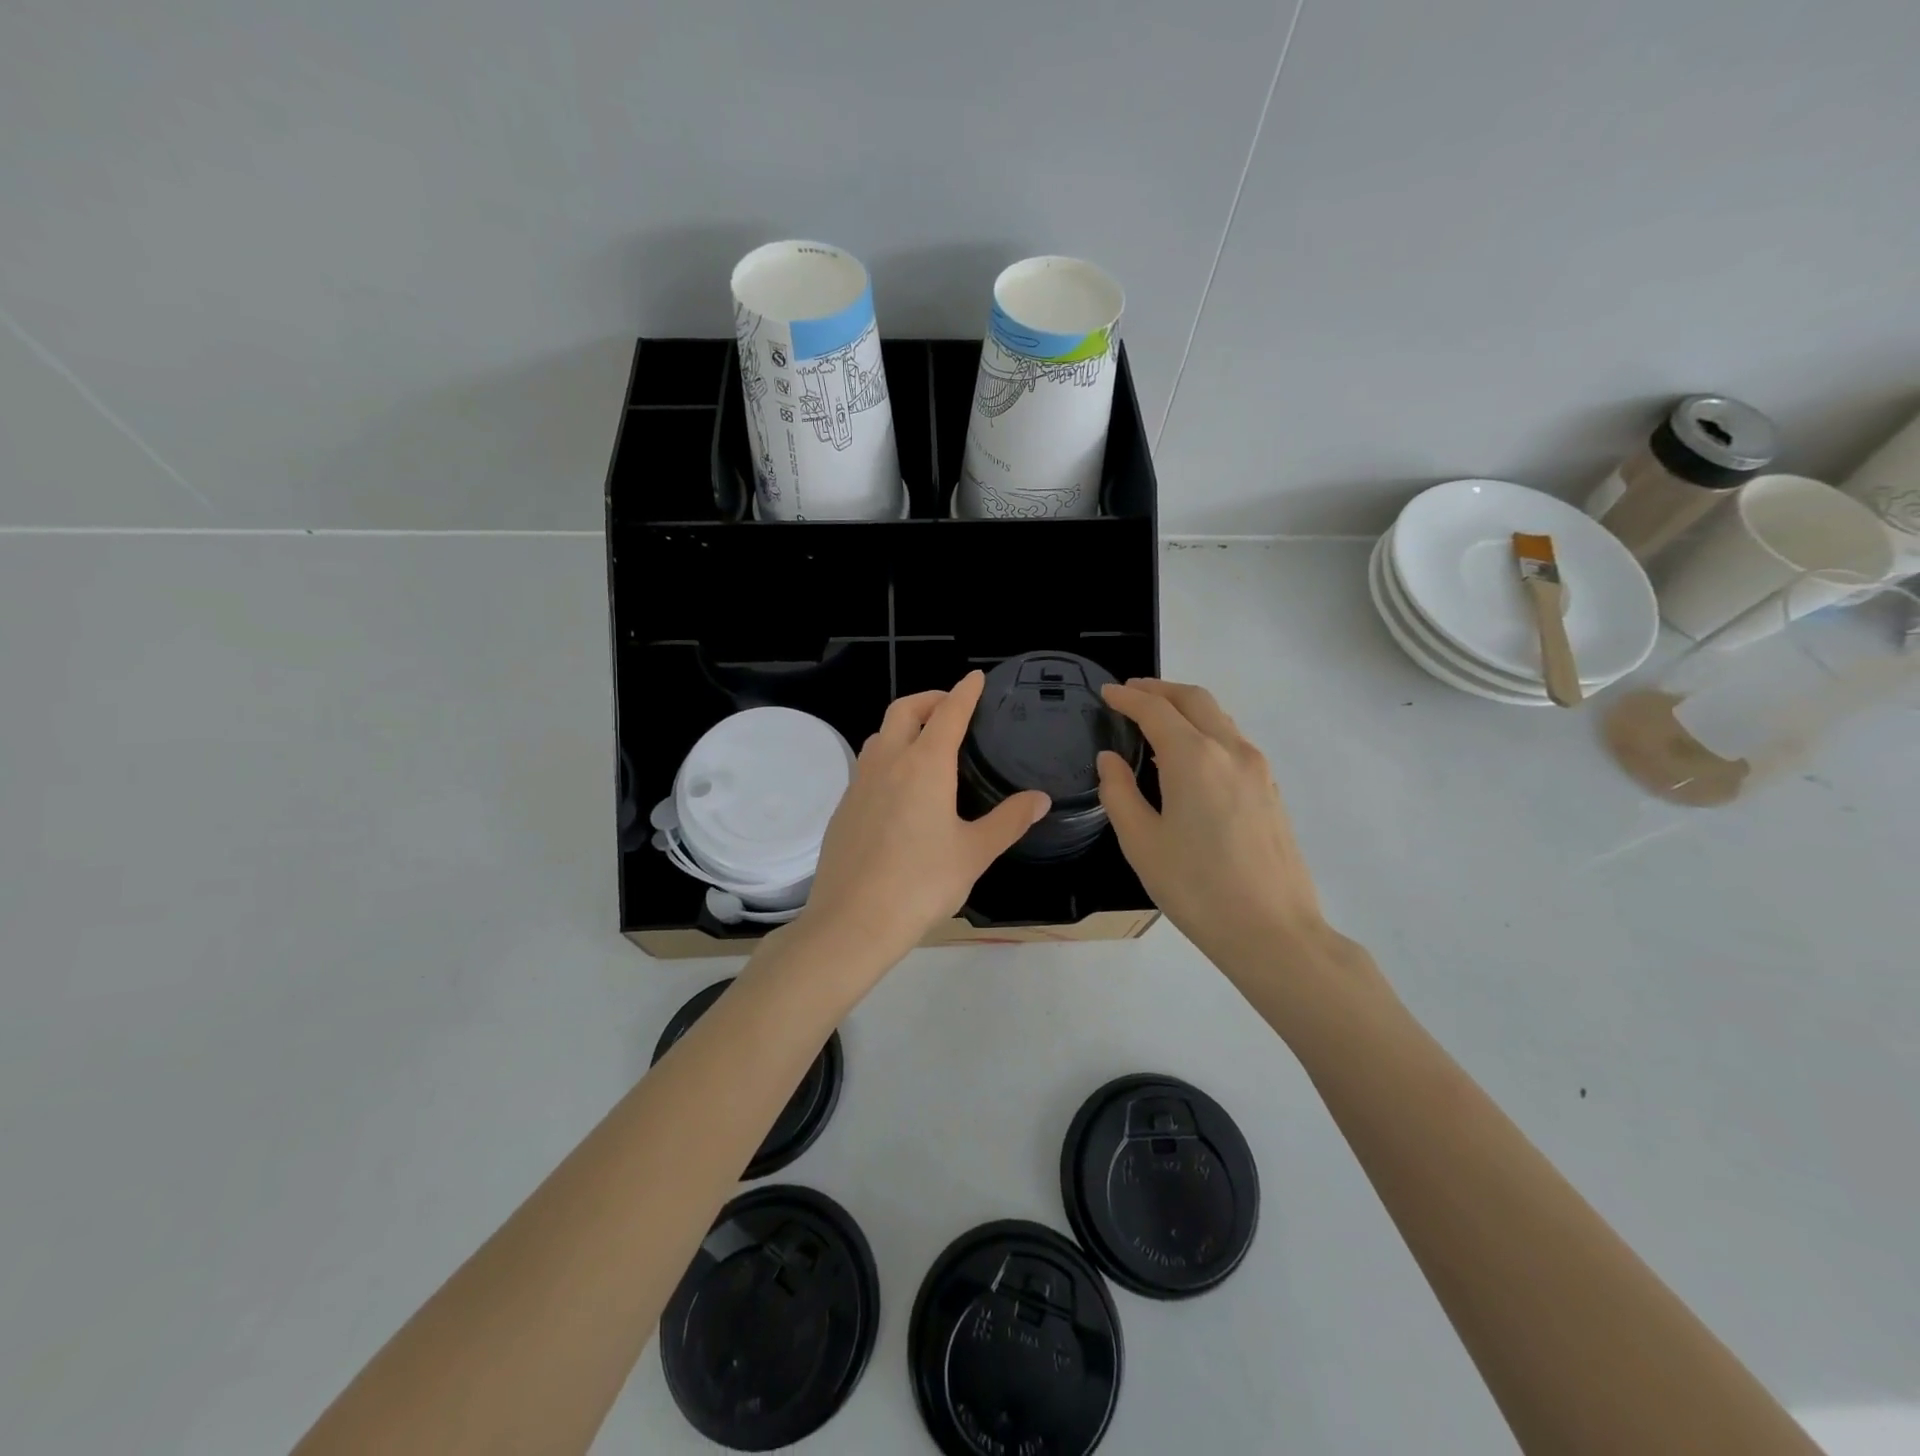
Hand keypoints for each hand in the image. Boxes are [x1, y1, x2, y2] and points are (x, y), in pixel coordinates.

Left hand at [798, 672, 1050, 973]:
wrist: (852, 920)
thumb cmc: (921, 883)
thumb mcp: (975, 853)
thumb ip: (1009, 821)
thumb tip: (1040, 799)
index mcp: (924, 766)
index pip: (948, 713)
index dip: (964, 692)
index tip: (975, 678)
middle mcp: (888, 763)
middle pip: (904, 710)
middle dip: (929, 699)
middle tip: (951, 708)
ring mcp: (859, 784)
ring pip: (880, 736)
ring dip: (903, 727)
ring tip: (925, 745)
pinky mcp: (843, 808)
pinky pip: (867, 766)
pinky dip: (887, 758)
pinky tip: (899, 790)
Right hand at [1097, 679, 1335, 975]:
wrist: (1273, 931)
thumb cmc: (1197, 888)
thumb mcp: (1141, 843)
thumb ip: (1119, 793)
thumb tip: (1110, 760)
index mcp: (1194, 758)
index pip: (1155, 710)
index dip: (1127, 698)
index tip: (1106, 692)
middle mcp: (1231, 750)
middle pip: (1195, 699)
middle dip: (1160, 689)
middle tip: (1131, 693)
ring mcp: (1258, 769)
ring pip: (1219, 717)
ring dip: (1186, 708)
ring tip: (1158, 719)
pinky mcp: (1271, 789)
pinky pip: (1233, 741)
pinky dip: (1206, 730)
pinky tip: (1190, 755)